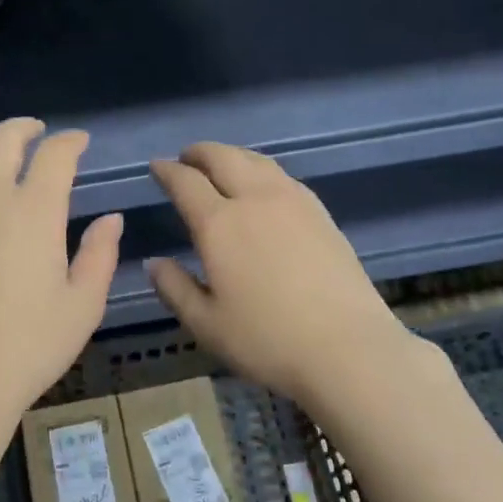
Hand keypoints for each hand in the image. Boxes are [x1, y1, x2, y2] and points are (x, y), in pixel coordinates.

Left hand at [0, 118, 123, 433]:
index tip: (79, 142)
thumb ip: (100, 254)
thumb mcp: (83, 306)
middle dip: (25, 129)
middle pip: (3, 140)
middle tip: (38, 135)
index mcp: (35, 211)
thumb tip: (110, 218)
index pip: (55, 155)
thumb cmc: (28, 348)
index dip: (71, 141)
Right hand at [147, 144, 418, 403]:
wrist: (348, 348)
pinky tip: (263, 186)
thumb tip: (154, 262)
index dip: (167, 171)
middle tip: (186, 157)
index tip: (157, 167)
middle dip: (199, 152)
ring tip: (222, 164)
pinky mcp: (320, 212)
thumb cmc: (267, 340)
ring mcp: (292, 201)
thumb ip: (174, 288)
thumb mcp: (206, 324)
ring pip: (256, 160)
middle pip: (223, 157)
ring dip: (232, 155)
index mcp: (219, 224)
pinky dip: (260, 169)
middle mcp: (254, 200)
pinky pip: (282, 175)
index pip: (186, 182)